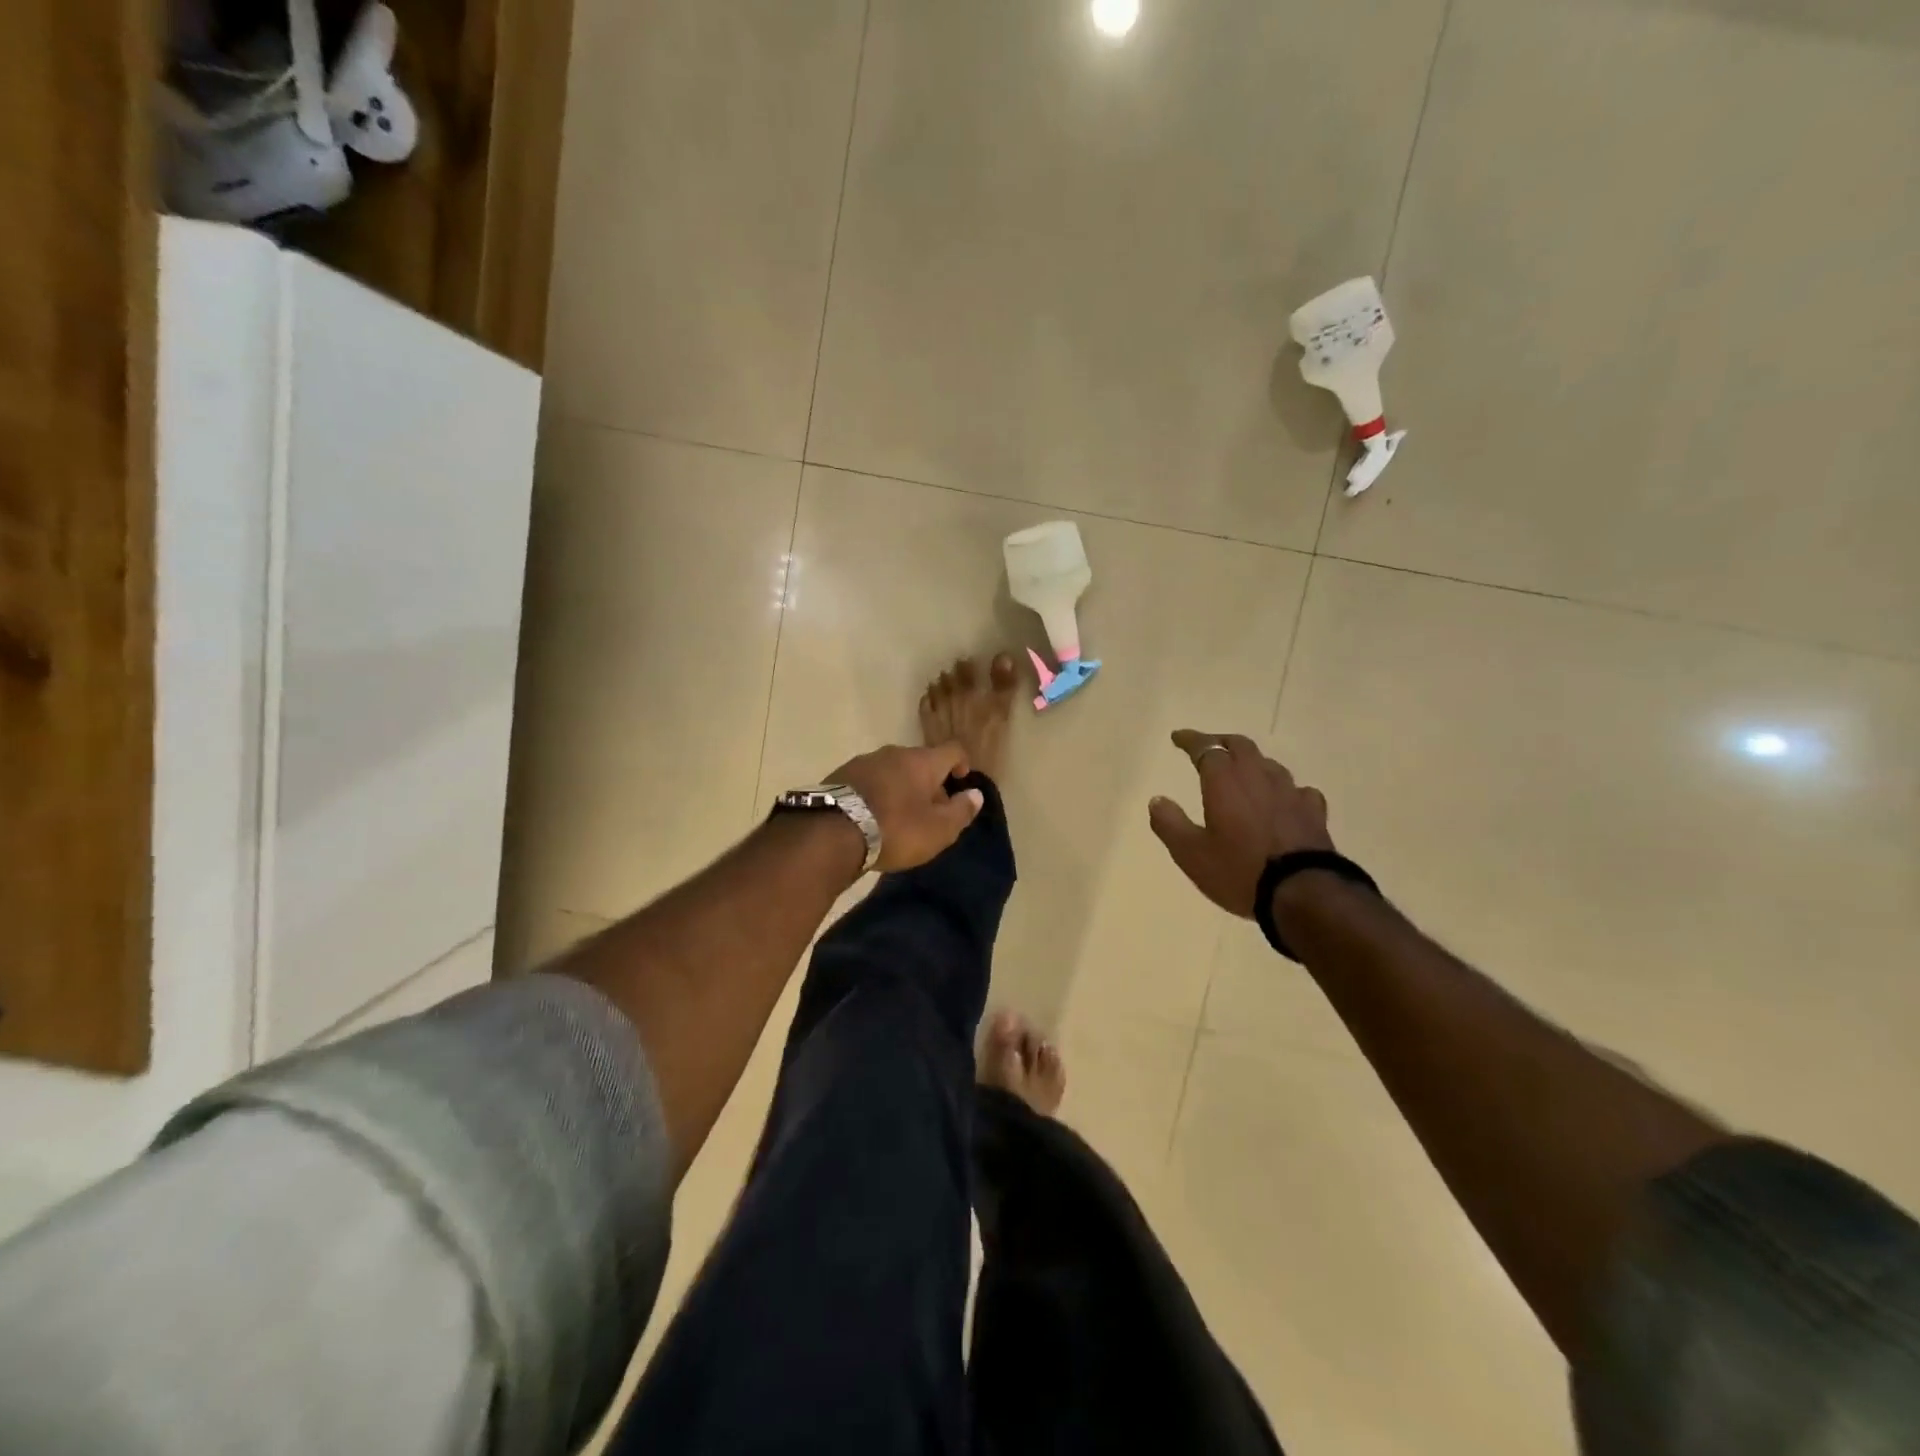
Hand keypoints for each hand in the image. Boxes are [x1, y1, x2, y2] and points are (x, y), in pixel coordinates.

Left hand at [829, 743, 983, 872]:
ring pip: (892, 770)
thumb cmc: (895, 829)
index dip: (962, 763)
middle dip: (929, 782)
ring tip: (898, 816)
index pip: (952, 750)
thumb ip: (961, 811)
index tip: (961, 781)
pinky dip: (877, 794)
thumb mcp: (938, 830)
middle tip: (930, 811)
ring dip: (901, 788)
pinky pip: (868, 780)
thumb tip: (976, 794)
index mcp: (922, 761)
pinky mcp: (840, 775)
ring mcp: (863, 761)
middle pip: (920, 761)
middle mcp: (893, 753)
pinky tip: (871, 817)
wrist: (831, 833)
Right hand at [1148, 730, 1333, 916]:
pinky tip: (1283, 800)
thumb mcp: (1190, 853)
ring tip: (1243, 772)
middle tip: (1209, 748)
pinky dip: (1284, 790)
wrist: (1303, 894)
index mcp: (1225, 781)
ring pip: (1269, 765)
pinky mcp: (1313, 812)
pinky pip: (1298, 790)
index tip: (1177, 737)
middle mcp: (1258, 778)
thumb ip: (1170, 823)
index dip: (1190, 740)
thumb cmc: (1239, 871)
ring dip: (1252, 763)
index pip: (1206, 748)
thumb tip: (1157, 800)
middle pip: (1241, 746)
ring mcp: (1290, 793)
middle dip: (1222, 742)